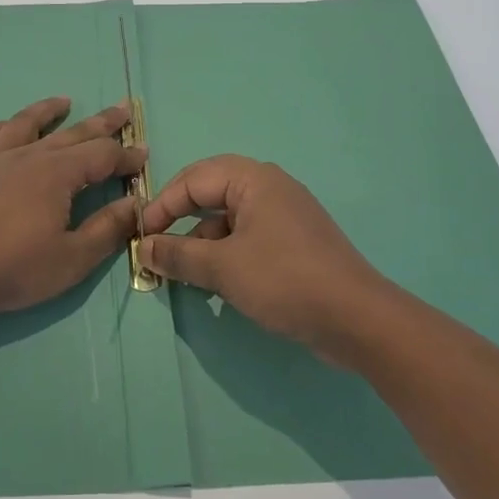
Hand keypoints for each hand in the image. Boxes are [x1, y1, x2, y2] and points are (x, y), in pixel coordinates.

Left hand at [0, 97, 146, 316]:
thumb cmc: (13, 269)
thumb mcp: (72, 259)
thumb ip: (107, 230)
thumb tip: (135, 204)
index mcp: (58, 175)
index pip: (102, 156)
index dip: (126, 156)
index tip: (143, 157)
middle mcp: (28, 156)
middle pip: (72, 133)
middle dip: (101, 123)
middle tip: (122, 110)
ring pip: (25, 124)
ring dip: (47, 111)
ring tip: (63, 101)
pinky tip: (5, 126)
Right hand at [138, 155, 390, 364]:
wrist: (357, 319)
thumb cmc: (284, 280)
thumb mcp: (222, 268)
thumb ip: (178, 255)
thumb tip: (145, 248)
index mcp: (253, 179)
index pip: (193, 179)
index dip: (162, 204)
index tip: (141, 235)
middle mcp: (269, 188)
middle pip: (211, 193)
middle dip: (181, 218)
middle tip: (157, 244)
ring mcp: (285, 215)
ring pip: (228, 218)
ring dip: (202, 241)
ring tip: (182, 271)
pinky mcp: (294, 243)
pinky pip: (248, 236)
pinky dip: (225, 253)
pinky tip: (215, 283)